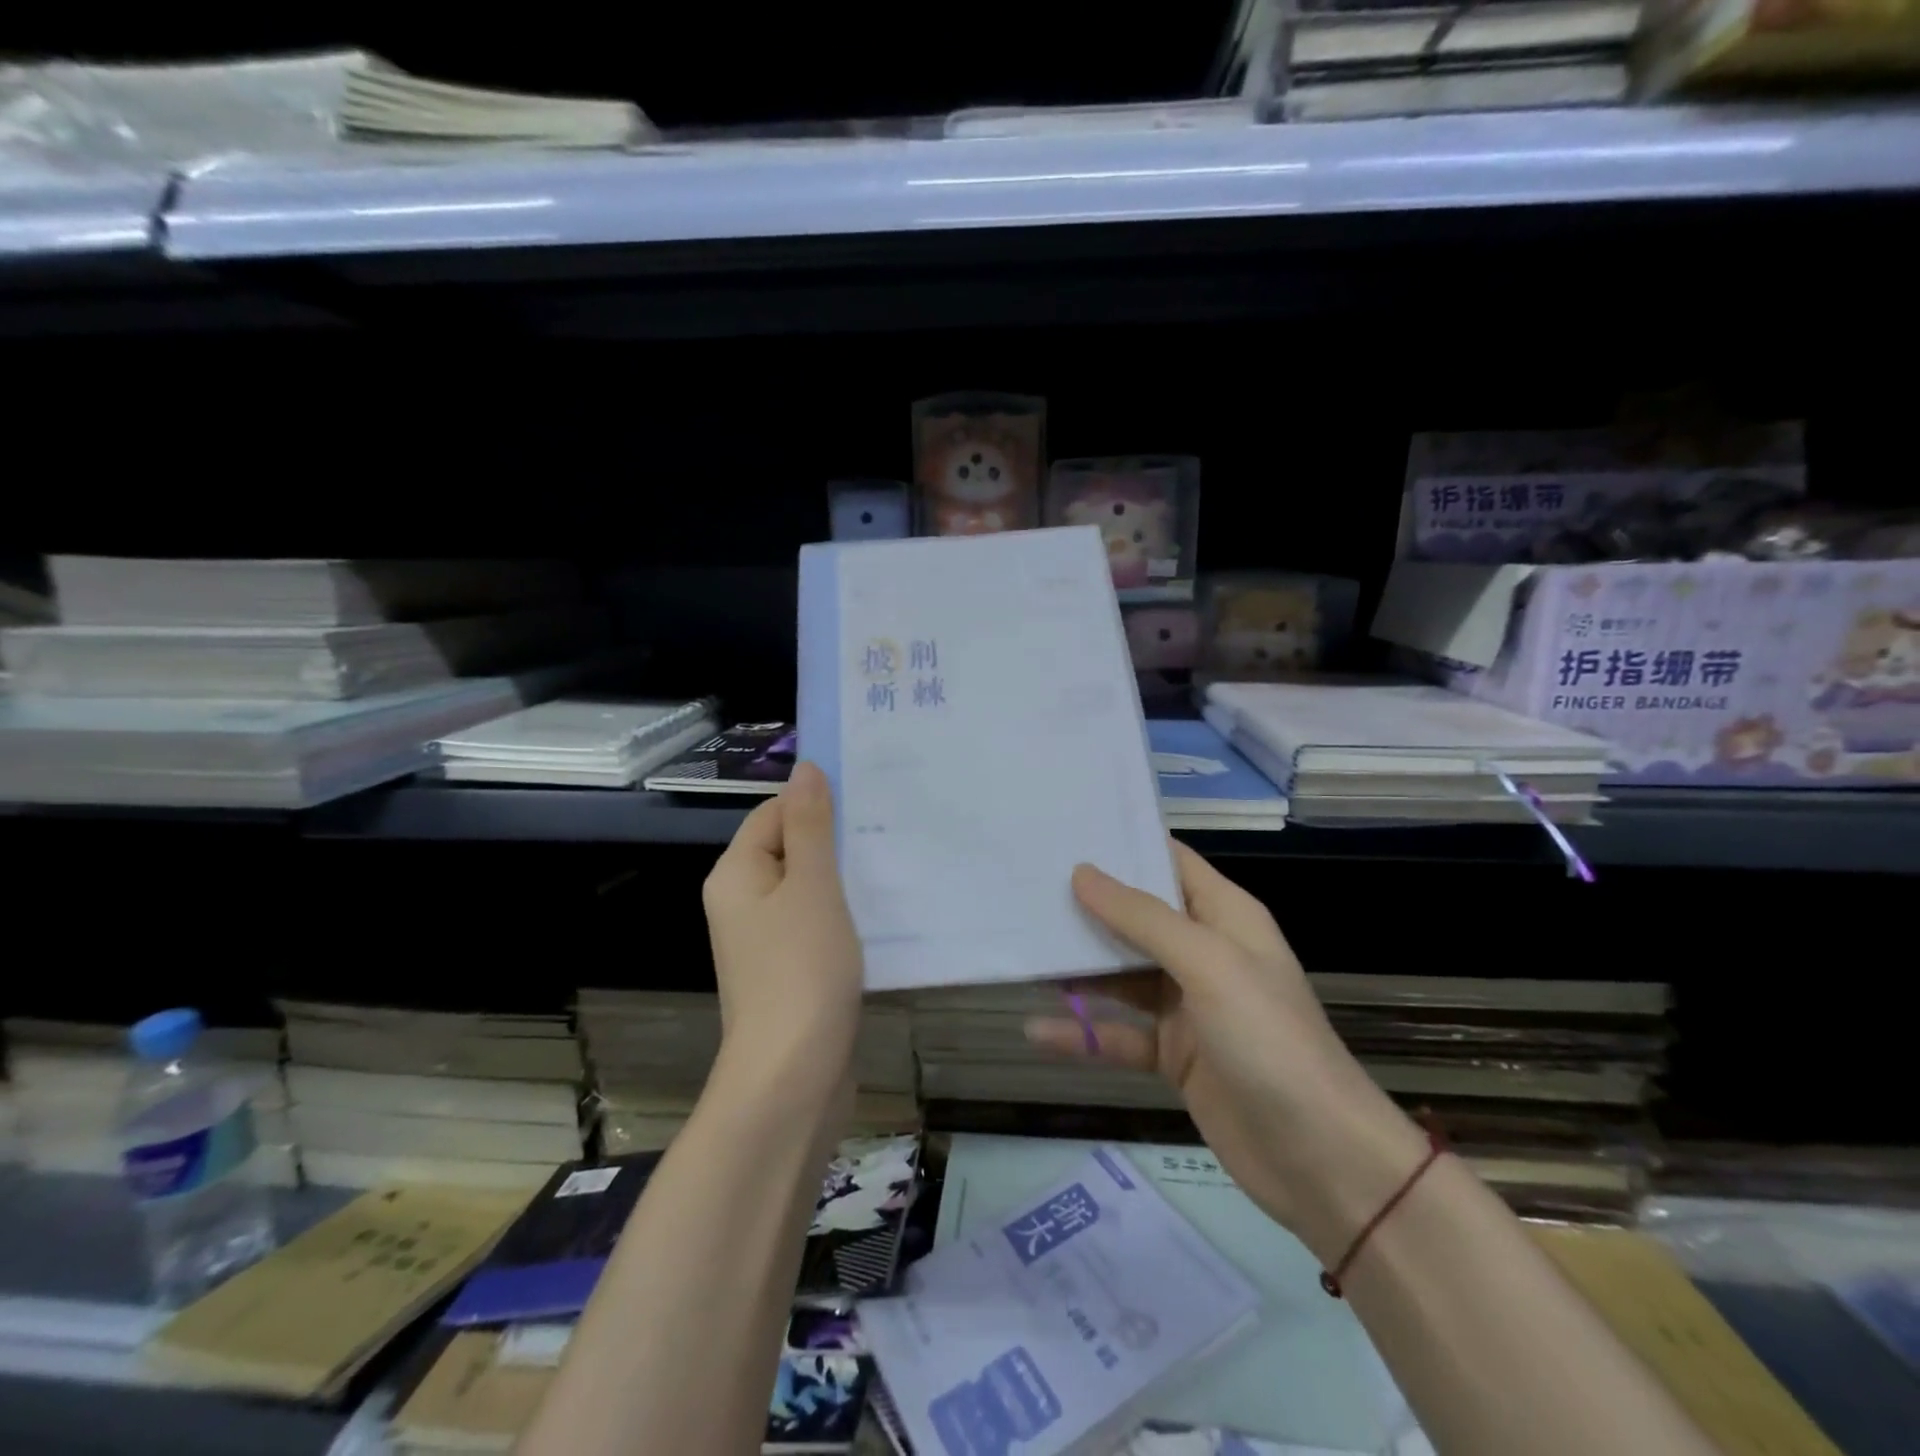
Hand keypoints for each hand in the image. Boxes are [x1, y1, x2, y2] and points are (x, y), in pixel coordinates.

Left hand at [702, 762, 863, 1099]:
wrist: (793, 1076)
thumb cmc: (801, 970)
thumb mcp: (812, 887)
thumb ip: (810, 826)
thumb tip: (806, 768)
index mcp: (736, 874)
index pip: (773, 813)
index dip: (816, 802)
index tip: (868, 798)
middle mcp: (742, 902)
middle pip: (790, 849)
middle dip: (836, 839)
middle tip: (890, 827)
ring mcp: (765, 940)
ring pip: (808, 889)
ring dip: (845, 877)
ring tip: (893, 863)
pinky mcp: (789, 970)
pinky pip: (816, 923)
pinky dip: (845, 913)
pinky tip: (882, 911)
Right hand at [1026, 841, 1428, 1263]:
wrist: (1320, 1159)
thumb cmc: (1268, 1039)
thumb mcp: (1207, 964)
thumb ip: (1142, 918)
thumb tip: (1082, 872)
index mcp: (1224, 916)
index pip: (1169, 862)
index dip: (1123, 845)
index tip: (1065, 832)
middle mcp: (1204, 952)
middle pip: (1136, 917)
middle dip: (1086, 904)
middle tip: (1025, 886)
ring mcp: (1187, 1006)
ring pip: (1121, 974)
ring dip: (1078, 967)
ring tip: (1021, 948)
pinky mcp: (1172, 1055)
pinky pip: (1118, 1033)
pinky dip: (1081, 1032)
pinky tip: (1035, 1029)